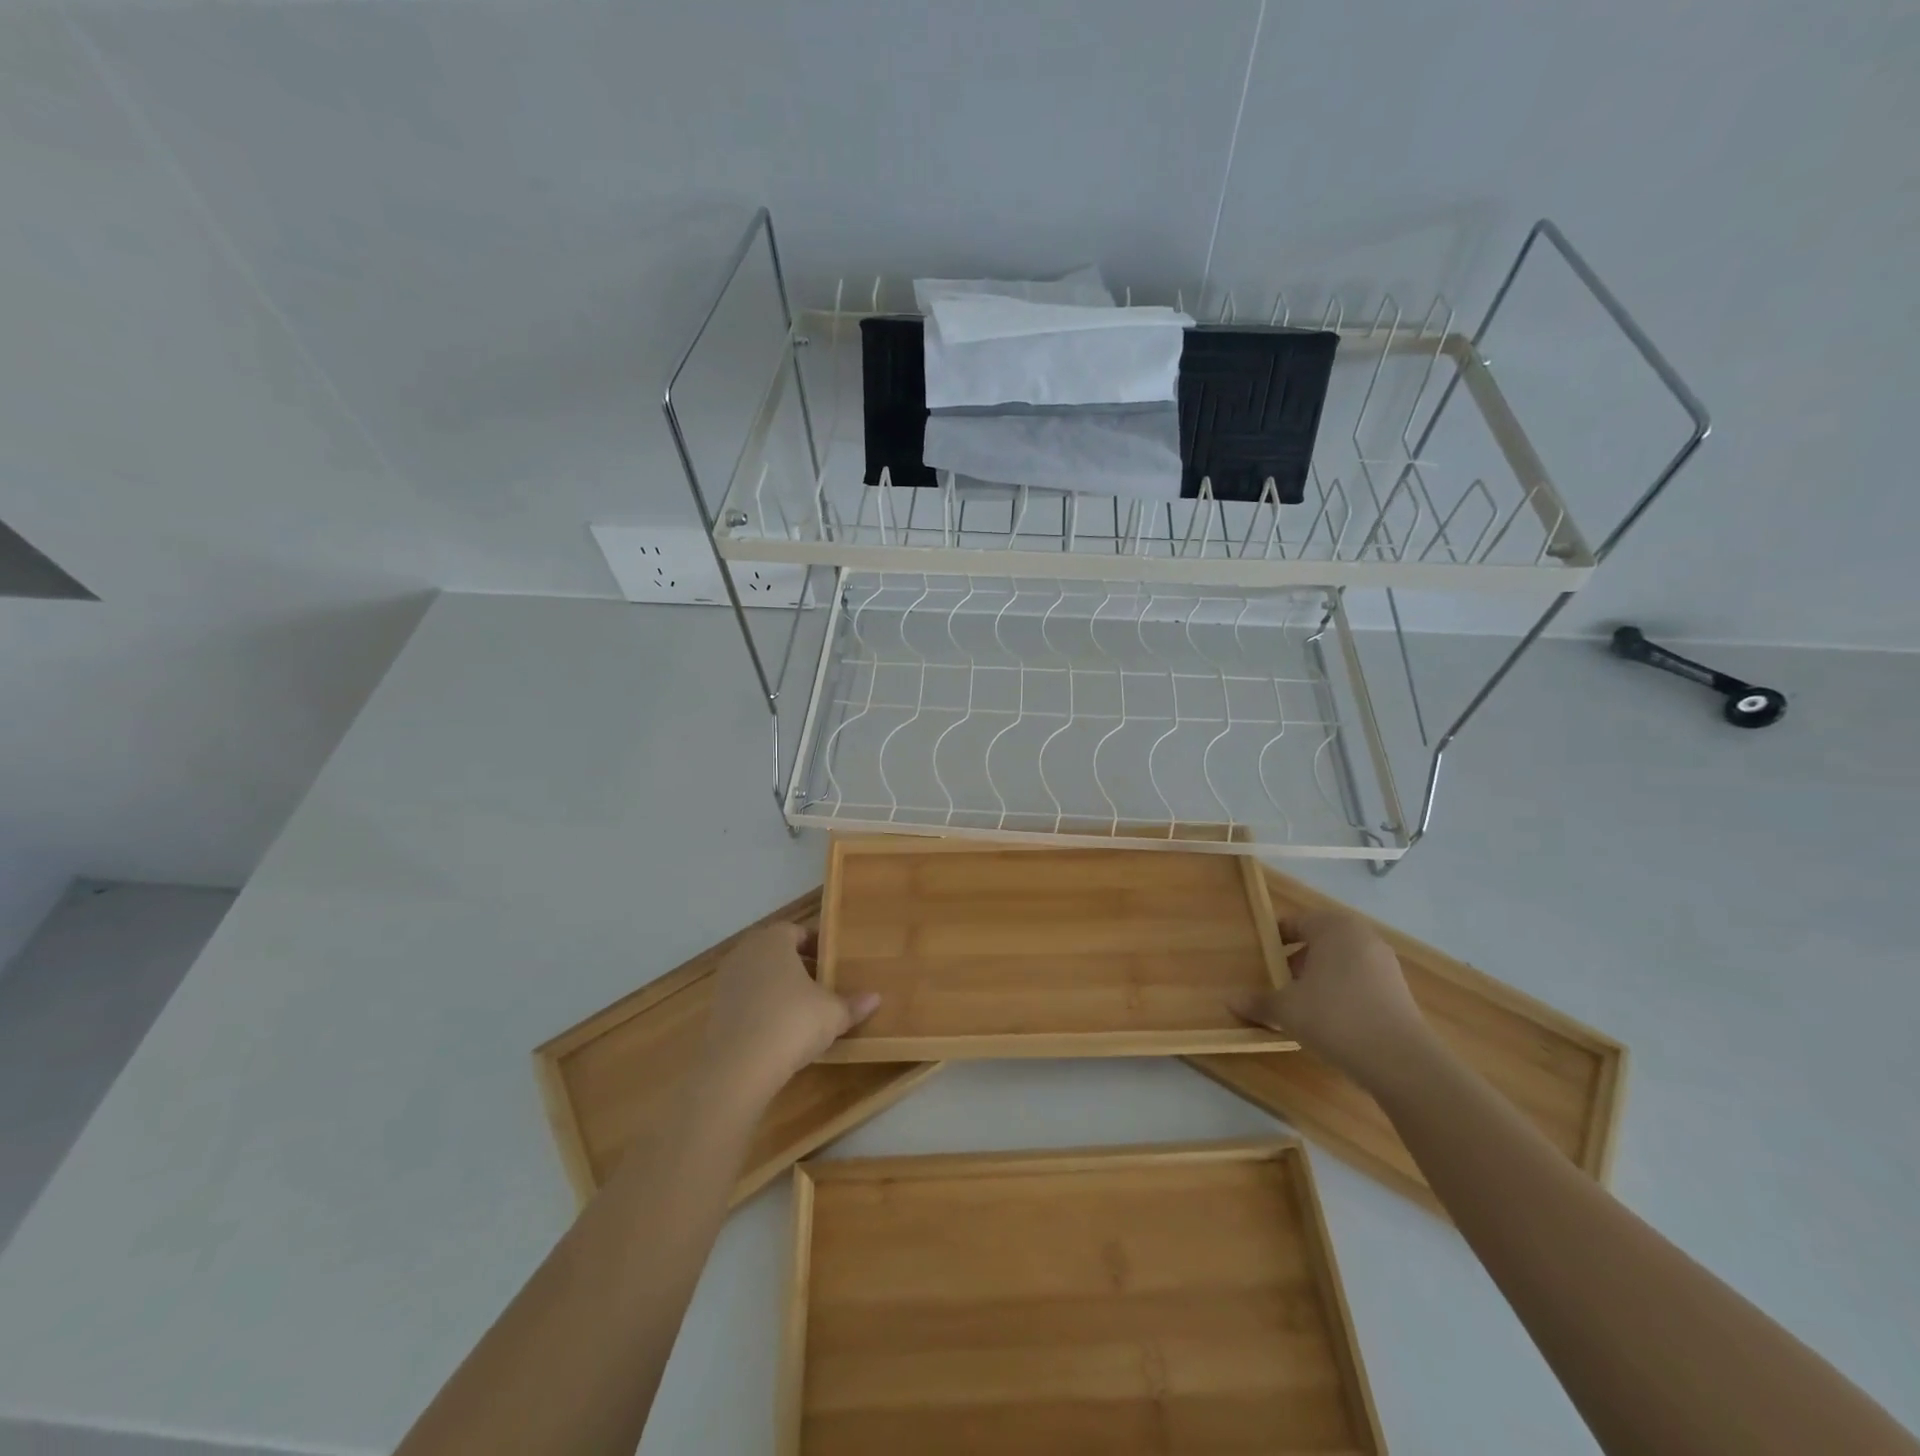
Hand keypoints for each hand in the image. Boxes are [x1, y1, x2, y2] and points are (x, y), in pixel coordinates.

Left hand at [698, 925, 878, 1104]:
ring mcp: (726, 981)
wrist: (739, 1067)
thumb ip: (853, 1004)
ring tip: (801, 1010)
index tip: (832, 964)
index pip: (797, 931)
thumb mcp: (833, 1014)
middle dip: (797, 965)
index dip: (817, 946)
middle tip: (820, 985)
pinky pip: (746, 1000)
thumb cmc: (792, 1022)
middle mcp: (746, 952)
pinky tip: (778, 1030)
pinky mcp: (715, 1010)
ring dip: (778, 987)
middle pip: (776, 952)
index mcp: (774, 940)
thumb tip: (875, 998)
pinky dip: (761, 1008)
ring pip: (759, 975)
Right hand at [1230, 910, 1434, 1091]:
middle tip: (1277, 981)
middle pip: (1320, 941)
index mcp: (1333, 927)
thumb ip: (1257, 1002)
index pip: (1296, 922)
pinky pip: (1360, 982)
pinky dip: (1341, 993)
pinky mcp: (1399, 991)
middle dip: (1297, 959)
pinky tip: (1330, 1020)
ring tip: (1301, 1004)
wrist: (1400, 1060)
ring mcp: (1385, 963)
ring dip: (1319, 978)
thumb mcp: (1286, 1009)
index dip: (1274, 939)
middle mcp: (1362, 936)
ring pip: (1341, 962)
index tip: (1259, 957)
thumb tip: (1229, 1001)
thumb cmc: (1334, 1016)